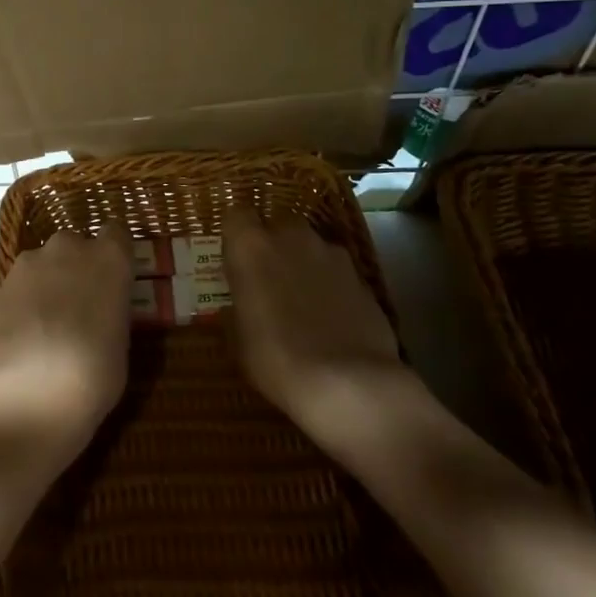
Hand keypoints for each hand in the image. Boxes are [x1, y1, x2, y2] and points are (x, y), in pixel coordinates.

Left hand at [0, 230, 131, 450]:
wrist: (35, 391)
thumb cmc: (96, 371)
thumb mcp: (121, 338)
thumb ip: (110, 308)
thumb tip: (100, 309)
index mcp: (109, 258)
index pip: (117, 233)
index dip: (114, 252)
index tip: (113, 274)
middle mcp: (68, 248)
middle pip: (74, 245)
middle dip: (76, 265)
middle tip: (79, 301)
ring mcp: (29, 264)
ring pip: (42, 263)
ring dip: (47, 281)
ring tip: (47, 320)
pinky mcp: (0, 284)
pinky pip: (19, 285)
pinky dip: (23, 300)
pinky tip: (25, 332)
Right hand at [222, 210, 403, 428]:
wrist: (349, 382)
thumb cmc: (276, 358)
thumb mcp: (238, 338)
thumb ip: (237, 307)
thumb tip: (239, 302)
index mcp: (251, 246)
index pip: (236, 214)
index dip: (235, 234)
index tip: (233, 257)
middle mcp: (292, 237)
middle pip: (278, 224)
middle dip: (273, 244)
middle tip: (267, 278)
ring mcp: (332, 255)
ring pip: (310, 247)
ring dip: (303, 263)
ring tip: (302, 301)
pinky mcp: (362, 277)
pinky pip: (336, 272)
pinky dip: (330, 286)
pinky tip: (330, 318)